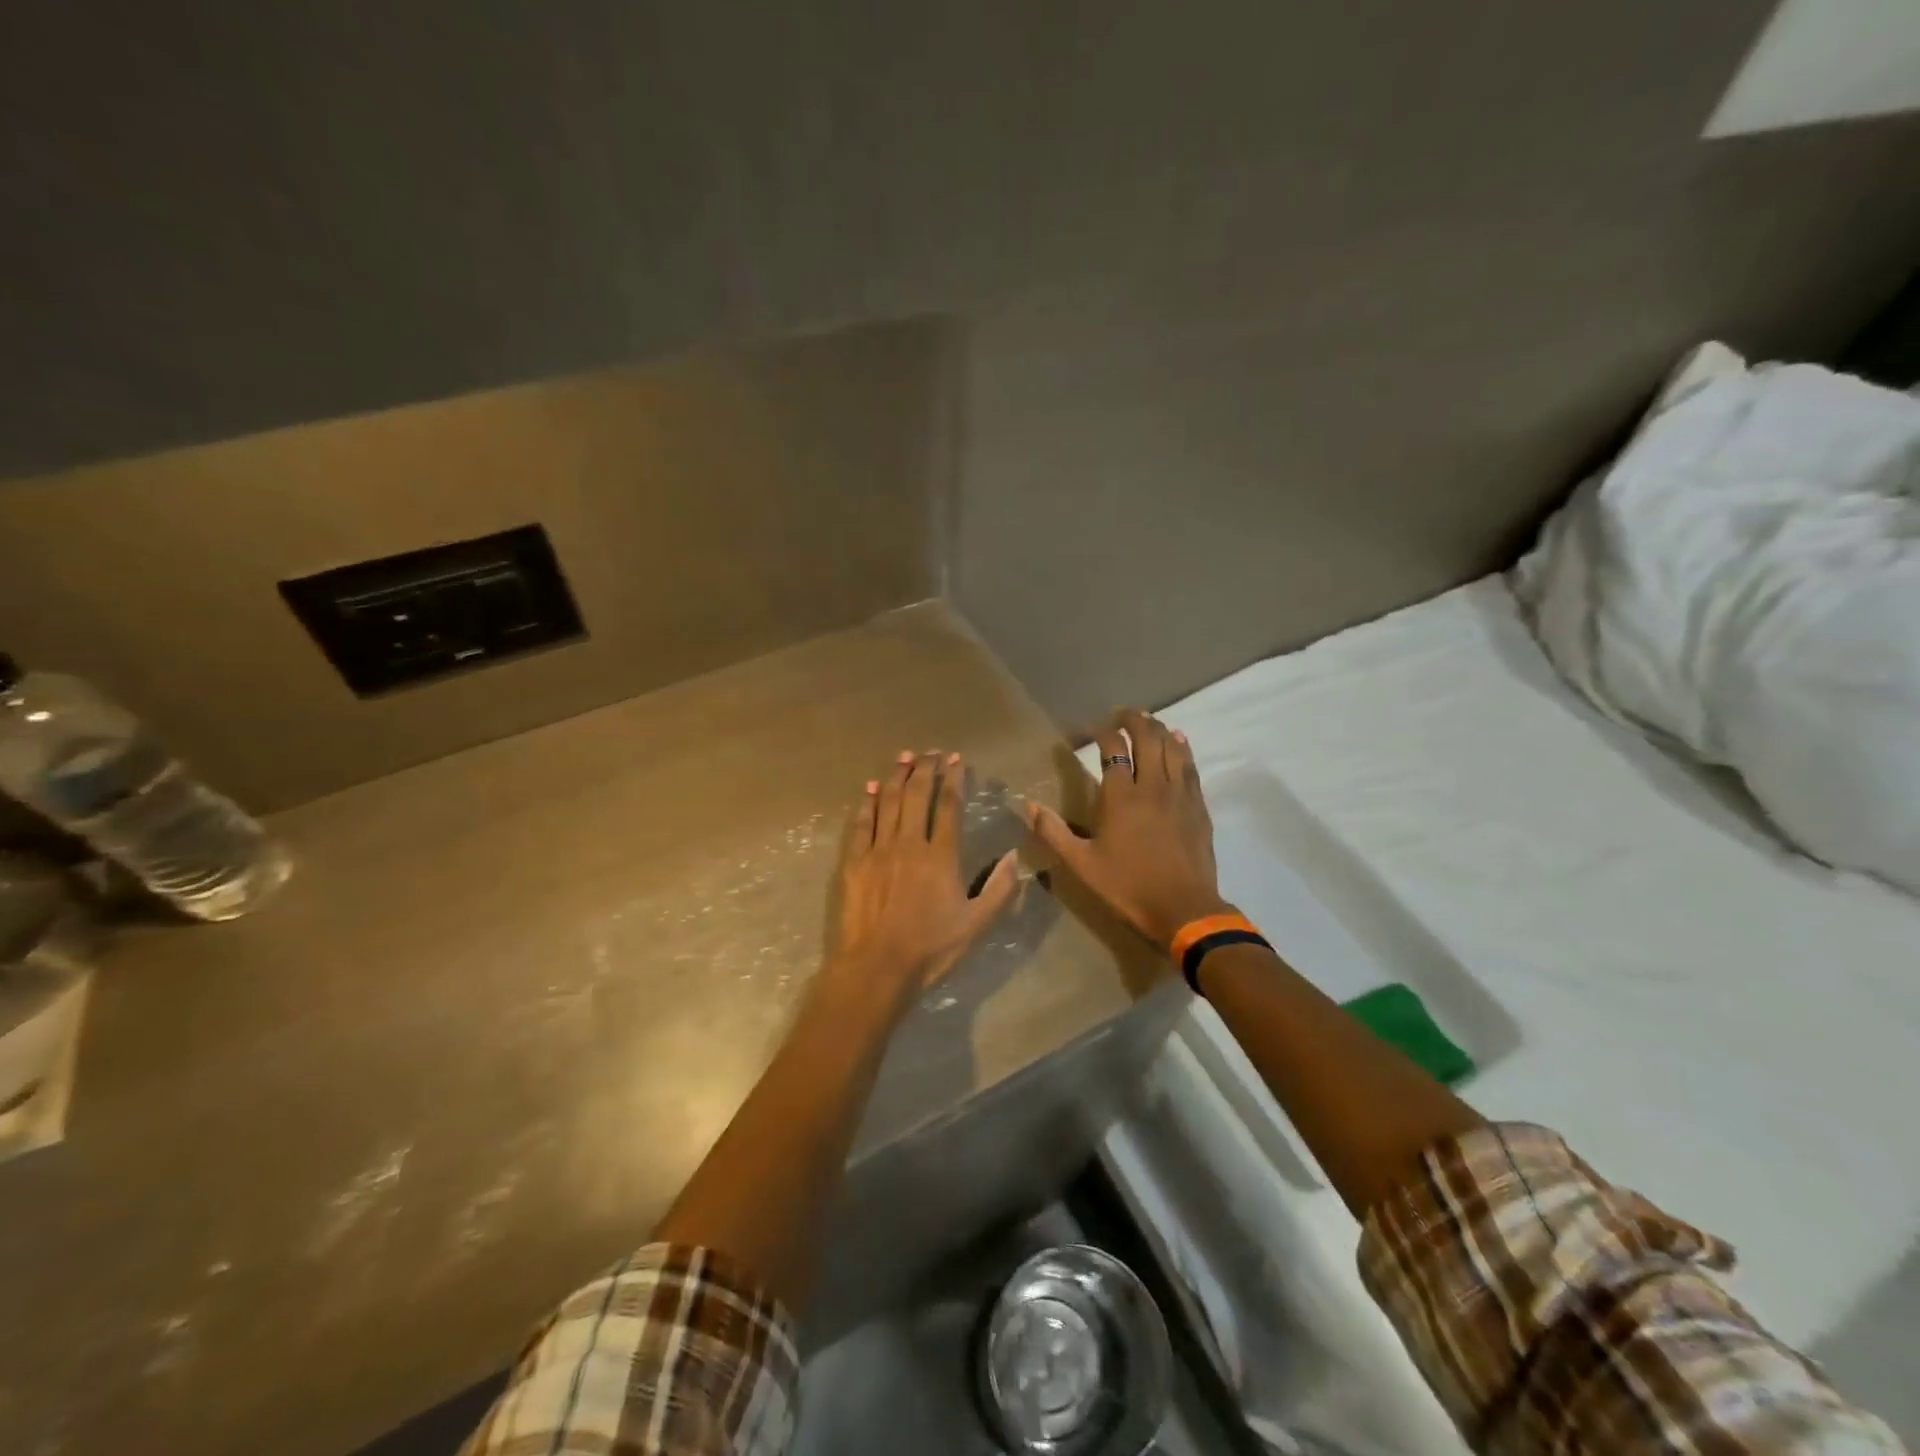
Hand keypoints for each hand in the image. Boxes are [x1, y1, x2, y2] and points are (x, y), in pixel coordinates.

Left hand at [826, 750, 1019, 1010]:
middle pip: (916, 796)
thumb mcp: (977, 925)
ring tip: (904, 757)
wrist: (877, 968)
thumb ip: (1000, 890)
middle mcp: (909, 844)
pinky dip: (865, 802)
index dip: (953, 779)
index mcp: (941, 856)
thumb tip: (1014, 857)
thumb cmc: (930, 949)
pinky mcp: (854, 862)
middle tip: (931, 752)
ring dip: (896, 776)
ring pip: (887, 802)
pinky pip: (860, 824)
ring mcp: (878, 850)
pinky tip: (869, 787)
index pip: (948, 806)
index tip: (956, 759)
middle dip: (925, 769)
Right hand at [1027, 710, 1230, 949]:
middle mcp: (1152, 786)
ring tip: (1147, 721)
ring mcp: (1180, 794)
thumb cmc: (1128, 886)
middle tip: (1121, 714)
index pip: (1112, 748)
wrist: (1184, 909)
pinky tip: (1178, 741)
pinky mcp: (1198, 806)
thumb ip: (1054, 832)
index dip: (1101, 731)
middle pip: (1146, 738)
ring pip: (1171, 747)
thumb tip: (1026, 806)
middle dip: (1133, 720)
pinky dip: (1182, 748)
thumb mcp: (1082, 864)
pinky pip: (1190, 766)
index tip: (1090, 728)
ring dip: (1158, 729)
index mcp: (1121, 796)